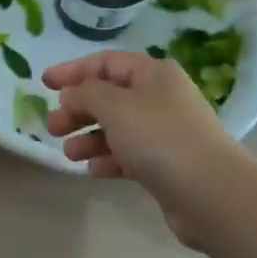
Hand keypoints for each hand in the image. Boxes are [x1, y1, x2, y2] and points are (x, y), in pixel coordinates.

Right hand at [42, 50, 249, 247]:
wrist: (212, 195)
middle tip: (53, 127)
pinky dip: (109, 159)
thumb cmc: (160, 138)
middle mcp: (160, 97)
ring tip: (68, 154)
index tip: (44, 84)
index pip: (106, 63)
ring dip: (89, 138)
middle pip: (110, 96)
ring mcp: (165, 132)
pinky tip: (92, 171)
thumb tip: (72, 94)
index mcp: (153, 74)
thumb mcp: (114, 106)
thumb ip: (85, 94)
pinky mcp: (167, 165)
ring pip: (117, 128)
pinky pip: (129, 155)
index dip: (73, 71)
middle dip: (78, 110)